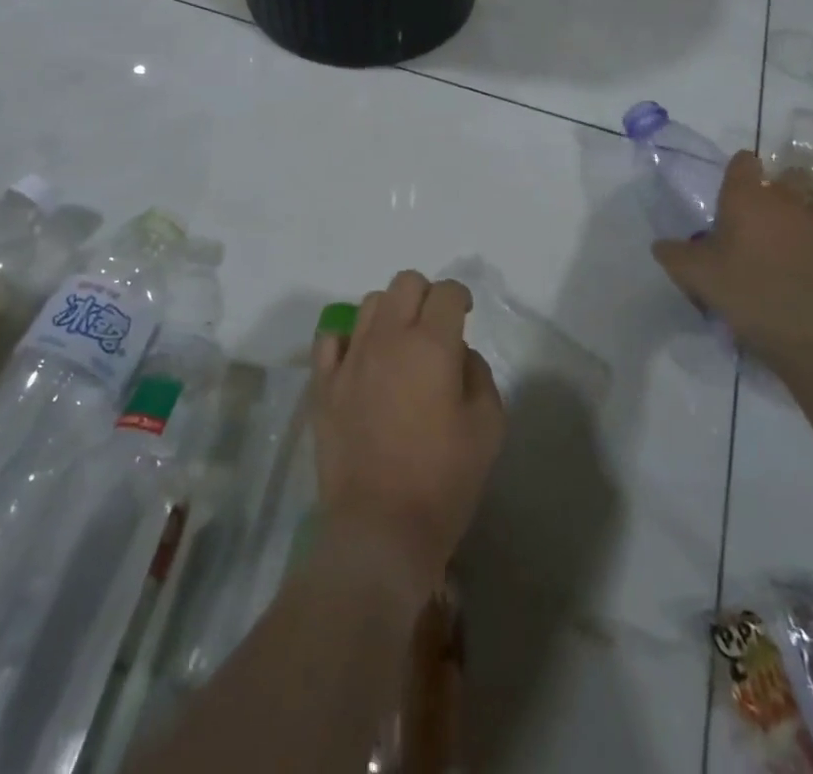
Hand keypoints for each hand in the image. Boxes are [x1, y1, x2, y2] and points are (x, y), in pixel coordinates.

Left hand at [311, 271, 505, 607]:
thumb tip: (459, 354)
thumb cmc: (443, 481)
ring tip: (399, 345)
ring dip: (391, 313)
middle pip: (405, 283)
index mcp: (432, 345)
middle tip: (435, 328)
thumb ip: (479, 375)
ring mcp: (350, 358)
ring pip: (370, 304)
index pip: (447, 292)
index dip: (461, 297)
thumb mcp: (488, 427)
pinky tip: (361, 360)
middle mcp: (388, 338)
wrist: (379, 530)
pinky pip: (331, 338)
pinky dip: (349, 338)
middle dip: (426, 296)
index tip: (465, 315)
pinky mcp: (323, 384)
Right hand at [651, 151, 812, 365]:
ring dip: (810, 210)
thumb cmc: (739, 287)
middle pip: (791, 175)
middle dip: (781, 185)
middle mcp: (787, 201)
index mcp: (747, 197)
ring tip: (797, 229)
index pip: (745, 161)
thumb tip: (661, 245)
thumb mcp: (690, 272)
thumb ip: (672, 252)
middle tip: (765, 209)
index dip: (739, 169)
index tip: (732, 186)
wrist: (799, 328)